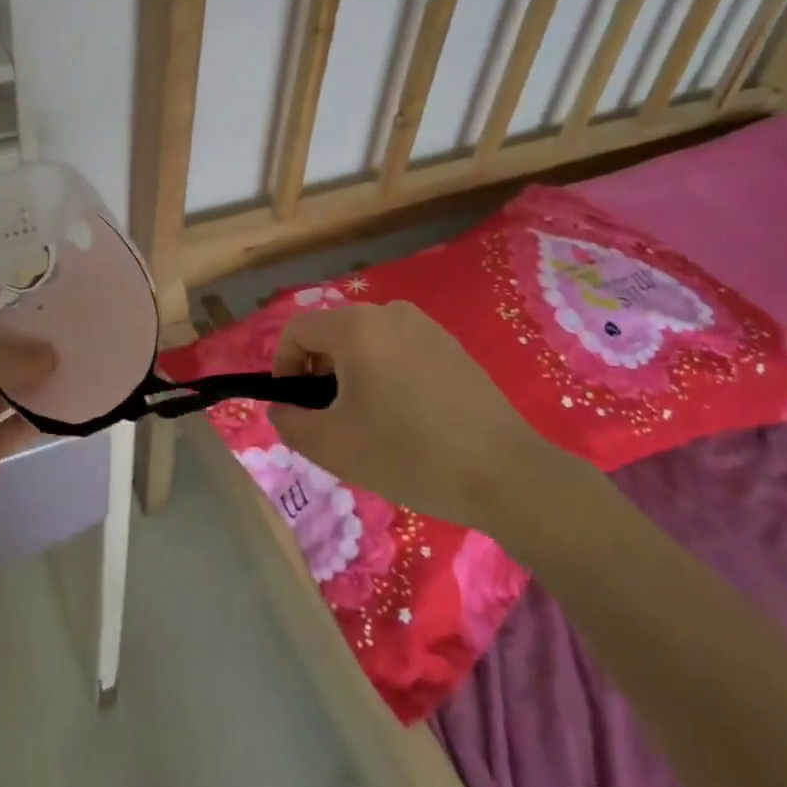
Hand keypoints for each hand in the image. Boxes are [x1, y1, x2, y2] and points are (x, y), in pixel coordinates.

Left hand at [0, 294, 56, 529]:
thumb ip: (12, 353)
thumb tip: (50, 355)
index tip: (35, 295)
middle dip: (25, 340)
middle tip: (67, 329)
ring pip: (8, 387)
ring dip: (38, 377)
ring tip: (77, 360)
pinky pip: (18, 422)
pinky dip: (42, 414)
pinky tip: (71, 402)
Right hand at [269, 301, 570, 533]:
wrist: (505, 474)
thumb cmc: (409, 455)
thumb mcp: (334, 446)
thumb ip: (290, 423)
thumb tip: (281, 408)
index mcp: (357, 327)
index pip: (298, 330)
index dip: (282, 365)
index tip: (292, 406)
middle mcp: (390, 312)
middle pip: (333, 333)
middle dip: (318, 372)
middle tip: (328, 419)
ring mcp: (426, 326)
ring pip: (367, 341)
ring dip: (352, 373)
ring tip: (366, 421)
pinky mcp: (451, 346)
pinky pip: (399, 349)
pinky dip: (385, 373)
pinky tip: (404, 416)